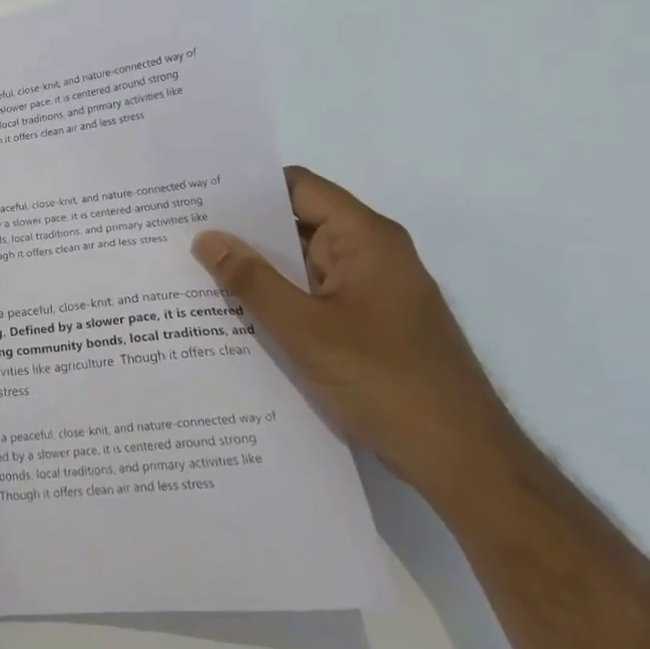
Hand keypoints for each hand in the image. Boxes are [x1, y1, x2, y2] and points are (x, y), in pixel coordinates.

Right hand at [191, 167, 520, 501]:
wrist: (464, 461)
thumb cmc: (387, 382)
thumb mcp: (305, 330)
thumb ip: (252, 281)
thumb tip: (206, 238)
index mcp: (366, 239)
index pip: (299, 188)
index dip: (249, 188)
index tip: (198, 196)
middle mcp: (372, 255)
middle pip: (298, 223)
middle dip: (243, 231)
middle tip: (184, 235)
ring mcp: (373, 291)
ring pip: (302, 265)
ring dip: (258, 270)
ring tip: (196, 272)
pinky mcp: (370, 325)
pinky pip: (314, 296)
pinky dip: (279, 300)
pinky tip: (236, 315)